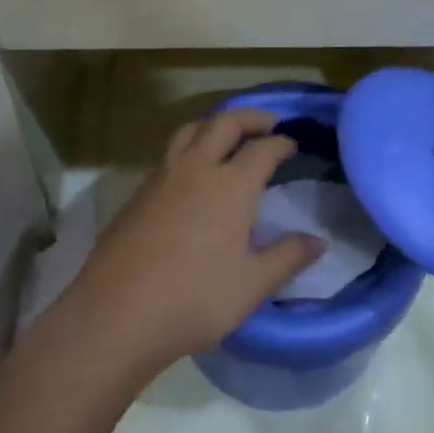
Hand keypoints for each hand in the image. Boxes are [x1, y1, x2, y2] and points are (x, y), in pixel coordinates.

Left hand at [63, 109, 324, 381]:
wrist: (116, 315)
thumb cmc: (194, 300)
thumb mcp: (251, 285)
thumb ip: (287, 258)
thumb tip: (318, 241)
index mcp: (231, 185)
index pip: (262, 148)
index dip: (280, 142)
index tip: (291, 145)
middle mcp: (197, 169)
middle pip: (225, 123)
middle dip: (250, 117)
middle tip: (267, 124)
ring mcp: (163, 177)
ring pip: (191, 130)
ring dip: (215, 124)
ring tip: (228, 136)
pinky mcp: (139, 193)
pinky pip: (170, 153)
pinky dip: (190, 147)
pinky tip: (193, 174)